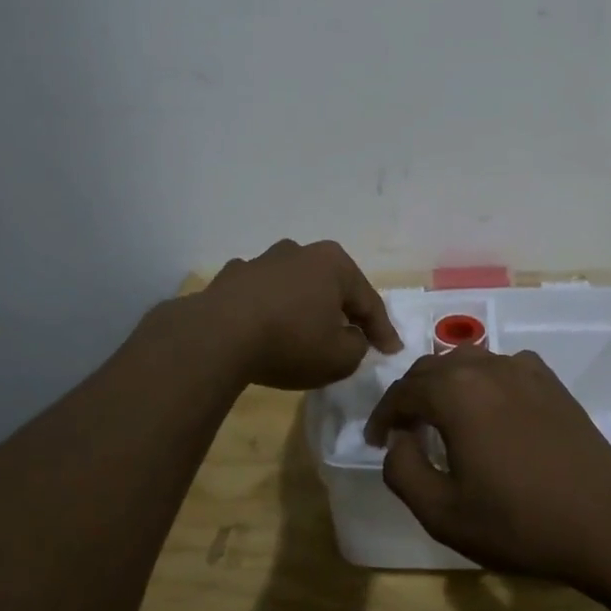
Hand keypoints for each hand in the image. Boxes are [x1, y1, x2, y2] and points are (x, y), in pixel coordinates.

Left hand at [200, 239, 400, 389]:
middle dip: (343, 308)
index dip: (383, 330)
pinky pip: (261, 293)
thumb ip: (357, 347)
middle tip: (354, 334)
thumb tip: (351, 337)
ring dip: (304, 304)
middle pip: (332, 285)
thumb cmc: (290, 341)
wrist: (218, 335)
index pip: (368, 301)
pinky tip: (265, 323)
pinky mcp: (232, 277)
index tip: (392, 351)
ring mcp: (262, 260)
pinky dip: (269, 306)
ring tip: (306, 328)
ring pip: (295, 284)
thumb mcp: (339, 357)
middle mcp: (300, 252)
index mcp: (334, 264)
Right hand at [363, 346, 610, 585]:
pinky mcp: (550, 380)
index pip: (402, 392)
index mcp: (454, 392)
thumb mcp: (442, 512)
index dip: (383, 415)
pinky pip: (502, 367)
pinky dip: (482, 381)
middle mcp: (485, 366)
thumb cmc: (518, 521)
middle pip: (432, 369)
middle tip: (403, 429)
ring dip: (445, 384)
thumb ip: (402, 471)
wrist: (605, 522)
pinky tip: (489, 409)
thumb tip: (398, 441)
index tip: (376, 440)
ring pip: (467, 362)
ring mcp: (522, 368)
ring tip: (441, 416)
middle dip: (411, 395)